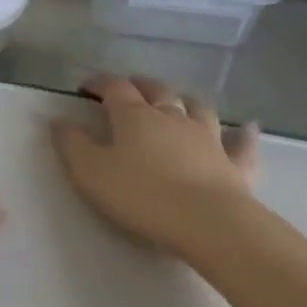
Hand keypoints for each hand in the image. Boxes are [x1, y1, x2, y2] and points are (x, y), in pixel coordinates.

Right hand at [52, 76, 260, 258]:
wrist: (209, 223)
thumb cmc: (141, 195)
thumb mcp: (90, 172)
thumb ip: (71, 144)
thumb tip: (59, 120)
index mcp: (135, 116)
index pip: (114, 88)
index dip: (99, 83)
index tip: (85, 86)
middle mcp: (172, 118)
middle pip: (157, 91)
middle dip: (140, 85)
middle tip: (129, 87)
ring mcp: (208, 138)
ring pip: (197, 108)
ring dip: (185, 101)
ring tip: (178, 101)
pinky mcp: (235, 164)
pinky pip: (242, 143)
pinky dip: (243, 133)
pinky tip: (247, 127)